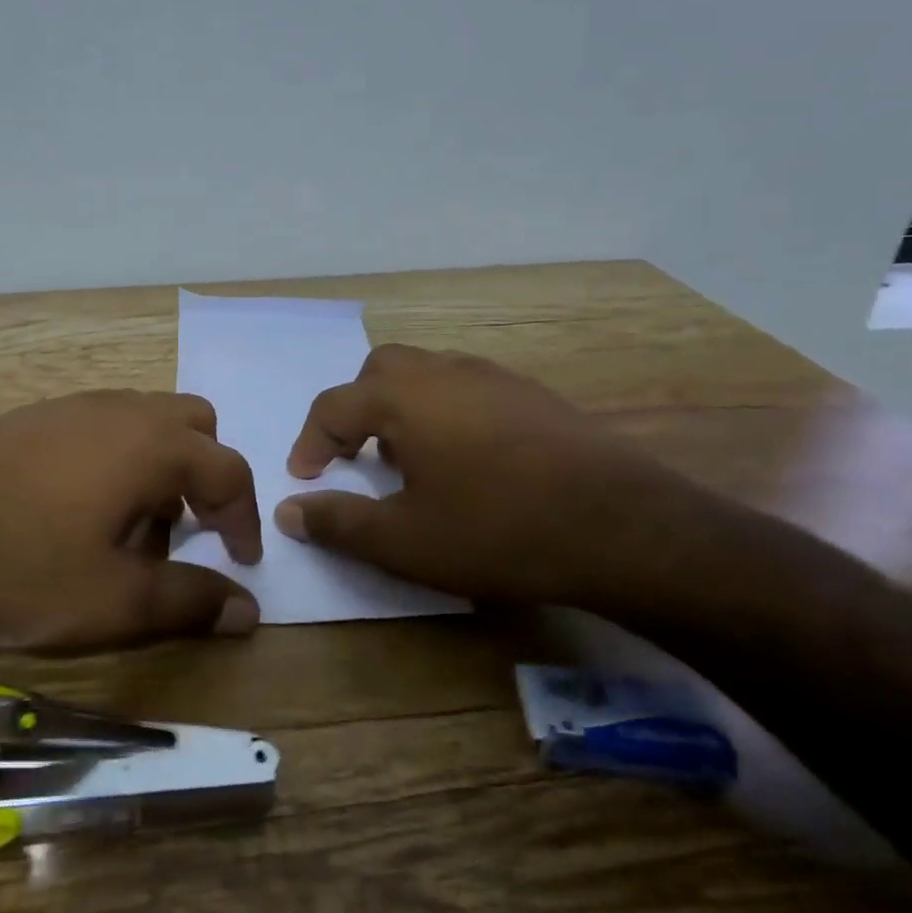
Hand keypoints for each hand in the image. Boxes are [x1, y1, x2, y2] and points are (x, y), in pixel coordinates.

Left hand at [0, 391, 263, 652]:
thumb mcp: (113, 603)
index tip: (240, 561)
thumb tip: (248, 610)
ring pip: (146, 424)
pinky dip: (118, 461)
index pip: (229, 472)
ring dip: (159, 470)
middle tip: (186, 534)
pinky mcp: (35, 416)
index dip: (244, 520)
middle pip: (194, 429)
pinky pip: (103, 427)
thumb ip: (189, 602)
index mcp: (153, 445)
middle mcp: (122, 410)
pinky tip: (78, 512)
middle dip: (204, 479)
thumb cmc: (19, 567)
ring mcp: (74, 407)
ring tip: (128, 532)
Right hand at [276, 345, 692, 606]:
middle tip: (356, 455)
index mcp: (404, 398)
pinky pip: (469, 387)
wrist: (624, 528)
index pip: (333, 406)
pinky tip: (467, 459)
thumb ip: (338, 522)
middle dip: (356, 408)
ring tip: (409, 458)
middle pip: (380, 371)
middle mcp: (444, 372)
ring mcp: (495, 378)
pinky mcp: (535, 395)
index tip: (304, 478)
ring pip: (428, 372)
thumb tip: (288, 511)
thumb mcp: (403, 541)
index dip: (310, 442)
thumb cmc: (497, 531)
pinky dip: (446, 411)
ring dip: (402, 407)